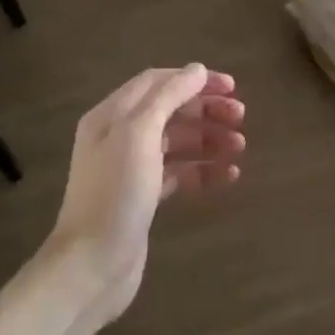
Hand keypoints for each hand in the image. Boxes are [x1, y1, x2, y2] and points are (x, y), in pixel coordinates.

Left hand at [52, 64, 245, 319]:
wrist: (92, 264)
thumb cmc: (116, 193)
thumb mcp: (139, 134)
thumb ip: (167, 97)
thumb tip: (197, 70)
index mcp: (112, 115)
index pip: (157, 82)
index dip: (194, 80)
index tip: (232, 87)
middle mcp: (120, 136)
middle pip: (170, 110)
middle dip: (207, 110)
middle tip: (241, 117)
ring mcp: (133, 168)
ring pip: (179, 141)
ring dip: (210, 139)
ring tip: (240, 147)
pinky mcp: (145, 196)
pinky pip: (180, 173)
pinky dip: (204, 169)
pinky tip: (228, 175)